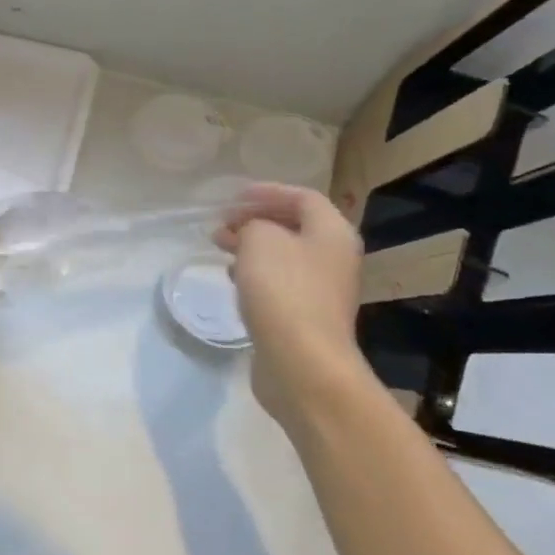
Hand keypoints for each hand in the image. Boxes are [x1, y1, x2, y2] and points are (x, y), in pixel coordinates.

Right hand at [214, 184, 370, 431]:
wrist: (302, 363)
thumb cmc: (283, 291)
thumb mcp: (259, 240)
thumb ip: (252, 224)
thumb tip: (251, 233)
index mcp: (332, 232)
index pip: (302, 197)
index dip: (267, 192)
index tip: (233, 197)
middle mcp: (334, 258)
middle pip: (294, 227)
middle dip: (255, 220)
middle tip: (222, 224)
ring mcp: (322, 291)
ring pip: (284, 257)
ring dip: (252, 248)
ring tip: (220, 249)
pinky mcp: (305, 318)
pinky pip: (279, 285)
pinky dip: (255, 276)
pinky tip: (233, 281)